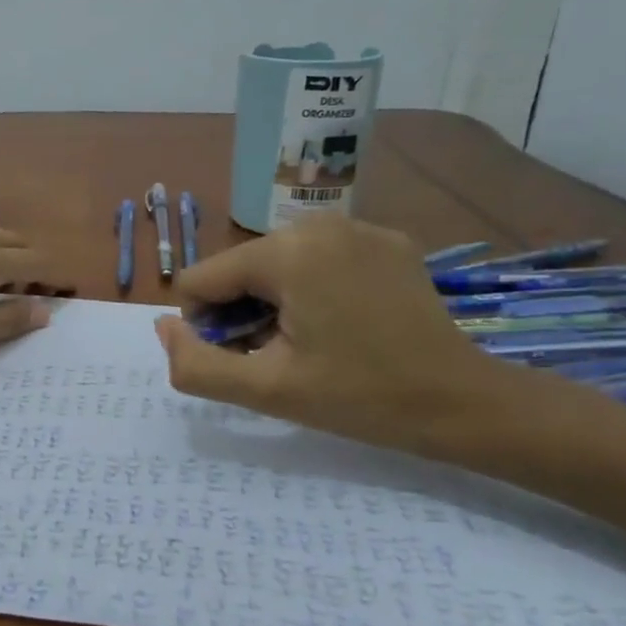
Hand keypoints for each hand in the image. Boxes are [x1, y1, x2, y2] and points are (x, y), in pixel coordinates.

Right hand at [154, 214, 514, 456]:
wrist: (462, 403)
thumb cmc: (359, 398)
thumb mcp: (265, 390)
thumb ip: (195, 364)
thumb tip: (164, 328)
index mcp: (286, 251)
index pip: (201, 279)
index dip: (208, 327)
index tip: (249, 359)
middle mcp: (318, 222)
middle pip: (239, 269)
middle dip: (243, 313)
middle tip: (283, 357)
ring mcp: (358, 226)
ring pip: (277, 263)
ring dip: (275, 302)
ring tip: (313, 342)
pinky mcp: (387, 239)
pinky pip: (319, 258)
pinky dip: (313, 288)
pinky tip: (345, 324)